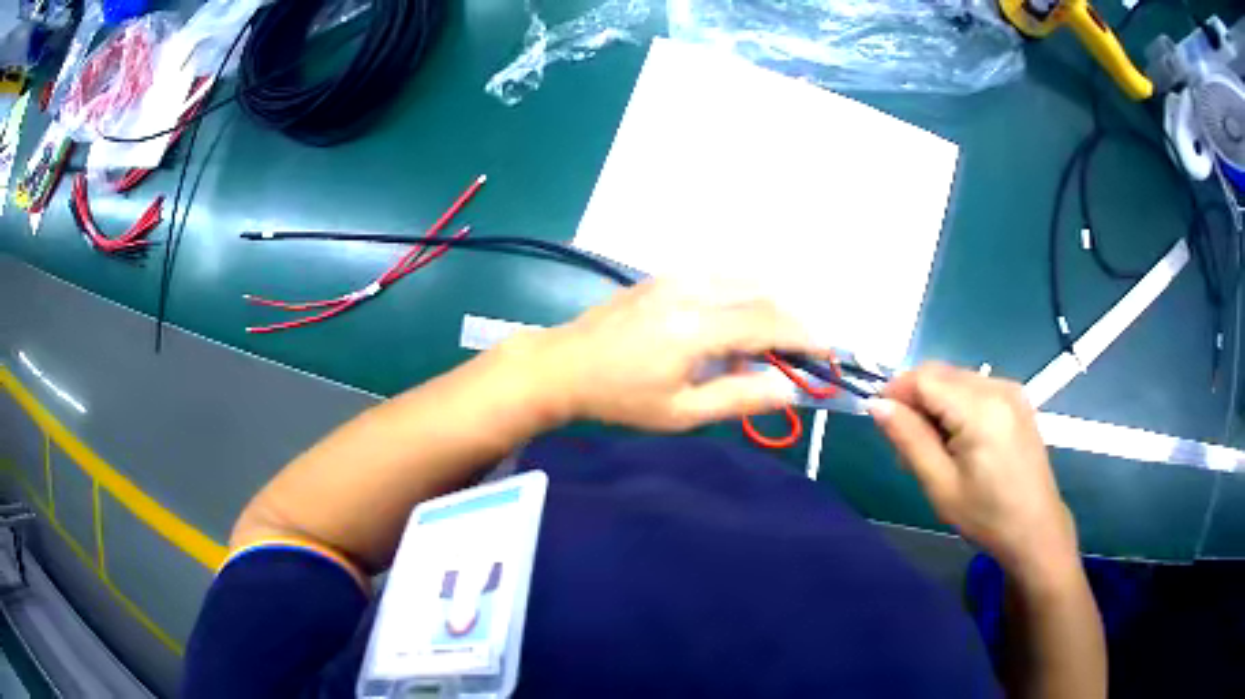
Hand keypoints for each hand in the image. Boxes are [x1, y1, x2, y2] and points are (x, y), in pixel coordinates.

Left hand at [527, 278, 823, 430]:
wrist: (564, 365)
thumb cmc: (620, 398)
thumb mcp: (680, 413)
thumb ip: (739, 398)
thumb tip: (789, 388)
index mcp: (696, 328)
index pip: (769, 322)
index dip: (804, 336)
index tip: (826, 352)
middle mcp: (692, 290)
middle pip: (762, 293)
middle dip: (792, 319)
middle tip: (802, 351)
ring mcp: (676, 277)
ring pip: (743, 279)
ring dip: (768, 304)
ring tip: (770, 342)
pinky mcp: (664, 275)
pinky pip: (720, 276)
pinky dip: (743, 295)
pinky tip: (735, 324)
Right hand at [868, 363, 1078, 580]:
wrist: (1035, 528)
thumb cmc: (986, 515)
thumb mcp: (940, 484)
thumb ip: (909, 439)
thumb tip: (876, 404)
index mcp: (980, 409)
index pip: (925, 377)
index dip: (896, 391)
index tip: (880, 420)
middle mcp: (997, 386)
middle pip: (940, 373)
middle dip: (915, 400)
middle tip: (906, 446)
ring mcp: (1010, 389)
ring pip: (955, 379)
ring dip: (934, 403)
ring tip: (932, 449)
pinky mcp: (1016, 399)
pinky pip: (974, 388)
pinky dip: (955, 405)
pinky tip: (956, 440)